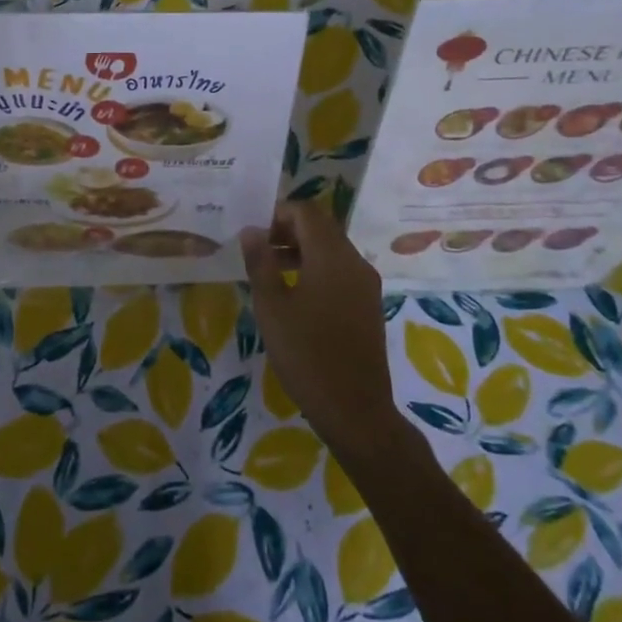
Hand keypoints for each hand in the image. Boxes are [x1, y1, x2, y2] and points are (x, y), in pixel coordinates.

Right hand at [239, 201, 410, 464]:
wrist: (355, 409)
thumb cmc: (306, 355)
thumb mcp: (272, 308)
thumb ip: (260, 263)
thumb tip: (251, 231)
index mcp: (332, 257)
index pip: (307, 212)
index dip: (278, 213)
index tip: (254, 234)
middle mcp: (355, 262)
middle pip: (322, 227)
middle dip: (289, 230)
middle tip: (259, 250)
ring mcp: (366, 283)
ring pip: (332, 248)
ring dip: (301, 249)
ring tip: (270, 271)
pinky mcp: (369, 303)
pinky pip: (341, 270)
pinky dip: (317, 268)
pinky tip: (295, 294)